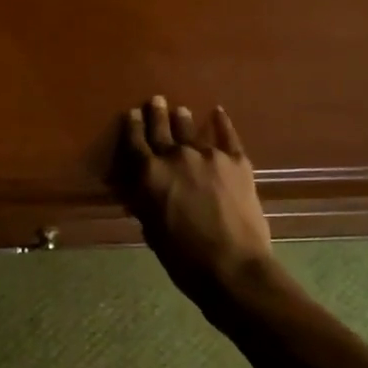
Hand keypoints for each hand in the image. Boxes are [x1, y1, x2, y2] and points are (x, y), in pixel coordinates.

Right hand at [118, 95, 272, 305]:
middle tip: (156, 100)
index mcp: (149, 175)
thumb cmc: (183, 258)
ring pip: (190, 129)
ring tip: (180, 109)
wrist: (233, 266)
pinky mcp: (236, 161)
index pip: (135, 143)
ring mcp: (208, 155)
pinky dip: (222, 122)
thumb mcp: (152, 231)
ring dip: (182, 118)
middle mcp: (175, 156)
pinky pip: (227, 135)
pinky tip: (218, 112)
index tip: (131, 114)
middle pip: (161, 129)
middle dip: (156, 114)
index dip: (132, 127)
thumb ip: (144, 203)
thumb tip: (136, 189)